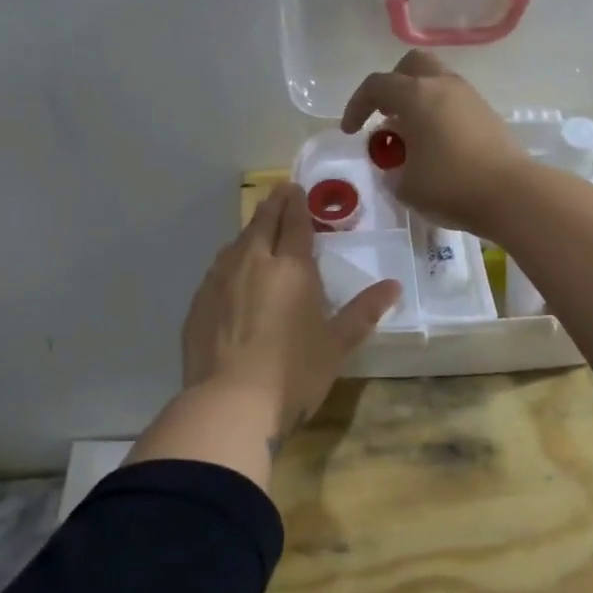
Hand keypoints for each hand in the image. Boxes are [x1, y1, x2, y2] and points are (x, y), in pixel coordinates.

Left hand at [181, 182, 399, 439]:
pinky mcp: (198, 303)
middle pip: (262, 223)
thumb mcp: (337, 345)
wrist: (229, 403)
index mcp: (291, 268)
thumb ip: (364, 312)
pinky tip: (231, 272)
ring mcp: (220, 281)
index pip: (295, 224)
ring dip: (250, 231)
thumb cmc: (293, 373)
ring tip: (257, 229)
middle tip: (279, 192)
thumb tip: (394, 286)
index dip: (297, 204)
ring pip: (236, 243)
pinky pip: (217, 269)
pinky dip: (229, 260)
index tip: (296, 188)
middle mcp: (253, 263)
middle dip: (273, 205)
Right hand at [340, 50, 531, 240]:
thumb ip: (393, 169)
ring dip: (418, 100)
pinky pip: (454, 101)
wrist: (512, 194)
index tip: (350, 132)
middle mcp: (443, 85)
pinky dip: (439, 113)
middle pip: (411, 65)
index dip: (356, 106)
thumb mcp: (405, 186)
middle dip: (392, 85)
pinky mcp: (488, 113)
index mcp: (416, 96)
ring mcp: (469, 97)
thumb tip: (397, 164)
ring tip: (411, 134)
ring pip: (436, 81)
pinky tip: (436, 144)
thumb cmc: (450, 186)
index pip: (376, 86)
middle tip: (385, 115)